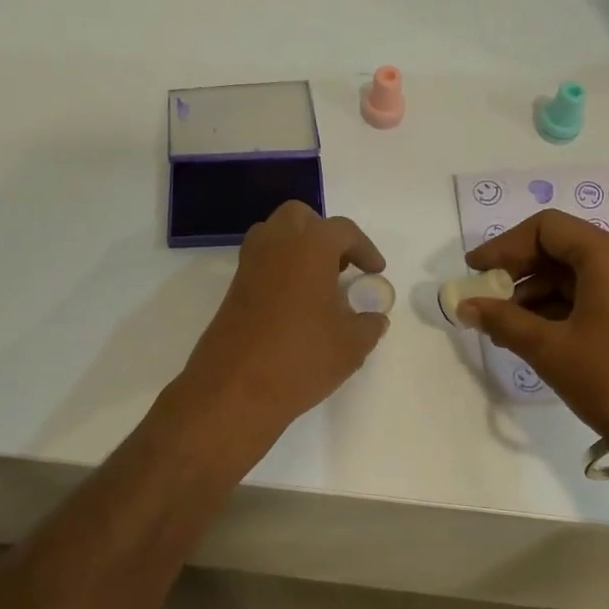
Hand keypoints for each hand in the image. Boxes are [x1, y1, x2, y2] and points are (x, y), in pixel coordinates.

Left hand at [176, 202, 389, 448]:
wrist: (234, 390)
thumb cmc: (300, 359)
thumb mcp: (351, 346)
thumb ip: (369, 325)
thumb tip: (374, 317)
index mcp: (310, 246)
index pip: (343, 231)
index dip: (365, 249)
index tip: (375, 272)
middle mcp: (276, 244)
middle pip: (300, 218)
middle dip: (324, 235)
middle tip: (341, 267)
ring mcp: (249, 264)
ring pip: (275, 235)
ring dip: (298, 248)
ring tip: (319, 283)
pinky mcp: (233, 288)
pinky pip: (261, 262)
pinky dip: (280, 270)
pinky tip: (296, 304)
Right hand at [460, 210, 608, 436]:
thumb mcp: (549, 348)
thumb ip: (502, 320)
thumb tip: (465, 306)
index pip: (546, 228)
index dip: (504, 246)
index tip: (476, 272)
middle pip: (565, 248)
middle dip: (520, 273)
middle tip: (489, 300)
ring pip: (582, 274)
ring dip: (541, 294)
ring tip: (510, 328)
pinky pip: (602, 294)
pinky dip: (568, 307)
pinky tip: (543, 335)